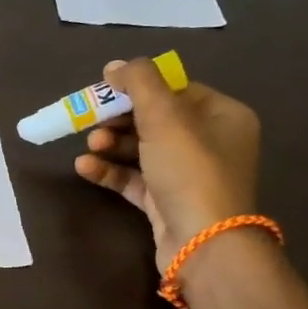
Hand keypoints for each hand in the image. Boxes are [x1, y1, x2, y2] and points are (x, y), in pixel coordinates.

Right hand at [74, 59, 260, 267]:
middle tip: (92, 120)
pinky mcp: (166, 202)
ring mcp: (188, 175)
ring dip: (111, 145)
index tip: (106, 90)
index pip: (176, 90)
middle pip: (155, 120)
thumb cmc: (191, 170)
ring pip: (142, 150)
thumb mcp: (165, 117)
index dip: (139, 87)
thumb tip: (115, 65)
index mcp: (223, 116)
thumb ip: (139, 83)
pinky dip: (110, 171)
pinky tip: (84, 167)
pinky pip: (134, 179)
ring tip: (89, 145)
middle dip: (120, 119)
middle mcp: (210, 143)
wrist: (203, 243)